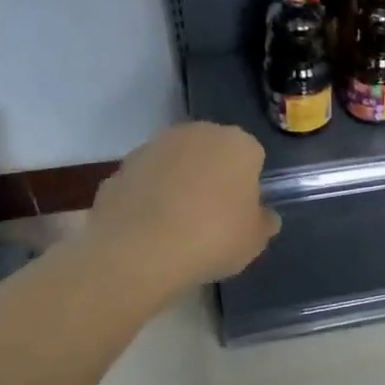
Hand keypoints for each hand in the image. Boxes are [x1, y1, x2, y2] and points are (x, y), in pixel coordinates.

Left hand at [85, 123, 278, 289]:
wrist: (138, 251)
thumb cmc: (213, 238)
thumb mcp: (255, 240)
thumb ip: (264, 221)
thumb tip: (264, 215)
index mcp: (237, 143)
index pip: (252, 157)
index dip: (249, 185)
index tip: (242, 212)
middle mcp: (197, 133)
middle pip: (212, 153)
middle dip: (213, 176)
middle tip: (213, 217)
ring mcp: (154, 146)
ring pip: (177, 163)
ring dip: (179, 184)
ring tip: (177, 226)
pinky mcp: (121, 167)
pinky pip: (146, 181)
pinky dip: (149, 197)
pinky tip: (149, 229)